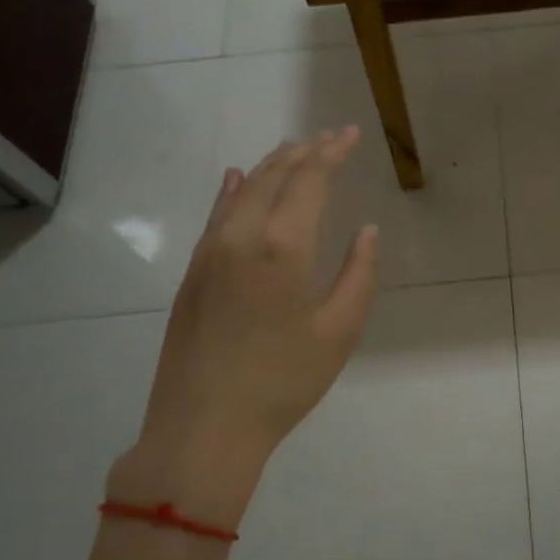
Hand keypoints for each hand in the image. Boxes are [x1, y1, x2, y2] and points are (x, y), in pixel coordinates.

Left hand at [114, 128, 379, 524]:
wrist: (204, 426)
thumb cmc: (283, 382)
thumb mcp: (339, 332)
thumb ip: (359, 275)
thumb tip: (367, 231)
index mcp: (282, 247)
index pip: (309, 180)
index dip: (332, 153)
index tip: (350, 134)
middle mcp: (241, 236)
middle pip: (274, 176)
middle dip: (304, 151)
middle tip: (330, 137)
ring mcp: (209, 252)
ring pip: (242, 191)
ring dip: (271, 166)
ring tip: (294, 149)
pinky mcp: (192, 273)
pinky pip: (217, 215)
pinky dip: (233, 190)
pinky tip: (238, 180)